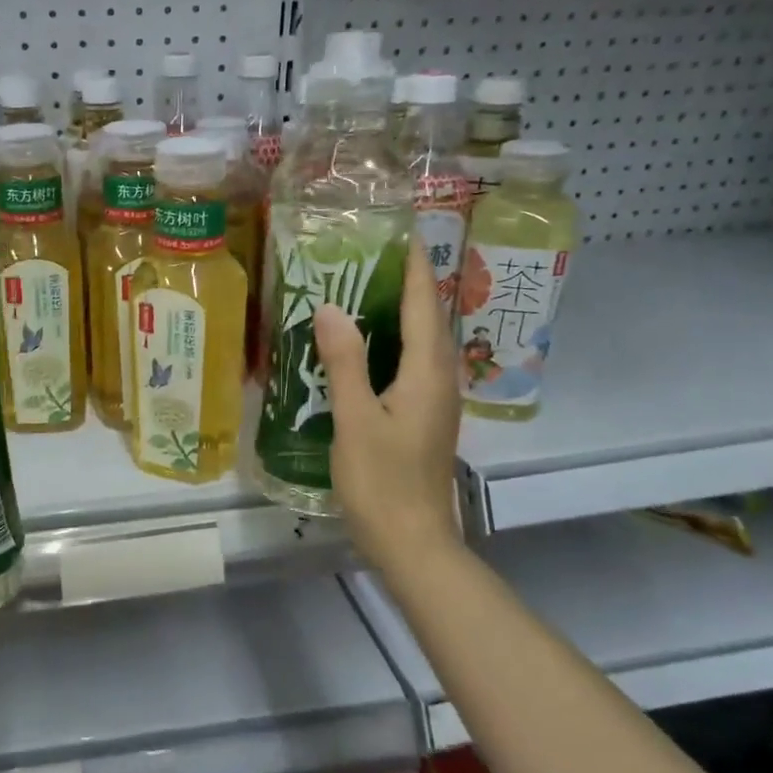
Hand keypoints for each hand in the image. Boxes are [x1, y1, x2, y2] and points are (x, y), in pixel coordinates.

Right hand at [314, 243, 462, 569]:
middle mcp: (439, 378)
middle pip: (427, 317)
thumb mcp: (356, 420)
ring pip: (419, 341)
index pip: (424, 303)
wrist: (412, 542)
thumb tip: (332, 308)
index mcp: (428, 372)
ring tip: (360, 287)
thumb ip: (345, 362)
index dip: (413, 266)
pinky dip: (390, 342)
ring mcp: (434, 400)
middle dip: (404, 281)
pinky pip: (410, 363)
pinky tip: (361, 346)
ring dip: (397, 311)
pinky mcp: (423, 417)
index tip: (397, 231)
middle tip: (366, 254)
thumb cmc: (383, 482)